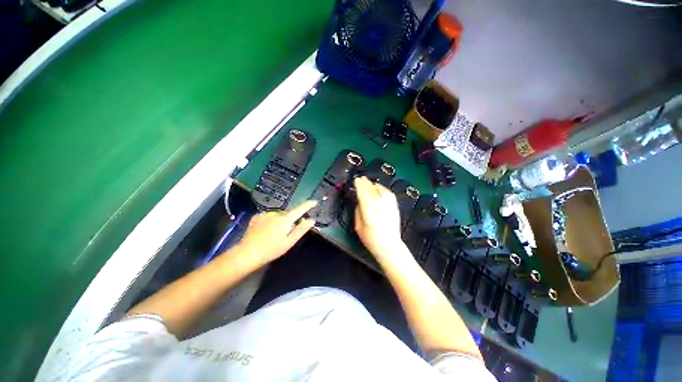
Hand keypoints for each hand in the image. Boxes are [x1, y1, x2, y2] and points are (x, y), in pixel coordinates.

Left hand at [235, 200, 316, 265]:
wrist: (247, 253)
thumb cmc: (271, 249)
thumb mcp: (289, 242)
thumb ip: (301, 229)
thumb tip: (311, 220)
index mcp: (285, 219)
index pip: (300, 209)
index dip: (308, 205)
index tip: (315, 201)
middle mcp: (276, 213)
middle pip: (288, 214)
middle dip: (290, 220)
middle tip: (287, 234)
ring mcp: (265, 214)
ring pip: (278, 215)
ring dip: (280, 221)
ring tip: (274, 234)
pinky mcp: (256, 217)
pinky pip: (268, 216)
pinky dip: (270, 221)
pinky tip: (265, 230)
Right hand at [353, 177, 404, 261]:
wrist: (389, 245)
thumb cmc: (370, 238)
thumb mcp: (358, 225)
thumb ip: (358, 210)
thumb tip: (359, 201)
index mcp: (368, 208)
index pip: (362, 191)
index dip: (359, 184)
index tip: (356, 180)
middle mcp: (379, 202)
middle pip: (370, 187)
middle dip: (365, 182)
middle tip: (360, 179)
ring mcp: (388, 203)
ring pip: (379, 188)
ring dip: (372, 185)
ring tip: (368, 183)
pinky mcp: (394, 205)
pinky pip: (387, 192)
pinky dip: (381, 189)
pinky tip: (378, 189)